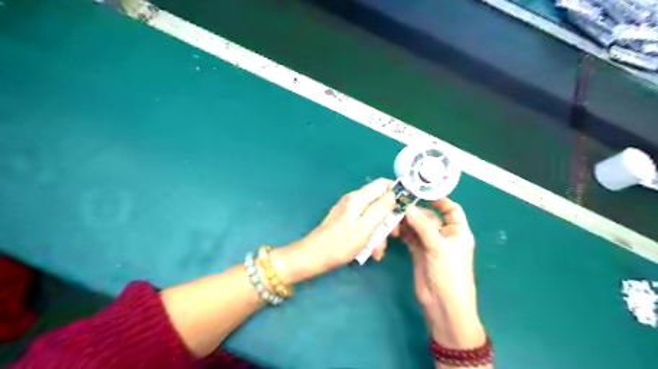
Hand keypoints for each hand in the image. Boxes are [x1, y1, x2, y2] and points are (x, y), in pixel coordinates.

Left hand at [274, 180, 392, 283]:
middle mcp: (353, 199)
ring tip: (377, 251)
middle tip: (393, 236)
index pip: (382, 184)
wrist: (314, 256)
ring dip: (379, 232)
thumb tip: (393, 194)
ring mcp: (348, 209)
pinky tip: (369, 250)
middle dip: (388, 219)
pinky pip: (363, 222)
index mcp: (358, 198)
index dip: (396, 193)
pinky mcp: (345, 219)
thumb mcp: (365, 228)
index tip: (405, 209)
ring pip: (373, 215)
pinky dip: (369, 234)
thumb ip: (380, 209)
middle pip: (379, 201)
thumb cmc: (340, 244)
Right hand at [392, 197, 483, 347]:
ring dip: (406, 223)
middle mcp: (444, 234)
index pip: (451, 209)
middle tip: (398, 208)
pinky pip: (409, 236)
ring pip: (417, 226)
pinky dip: (402, 232)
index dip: (439, 200)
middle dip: (415, 212)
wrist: (442, 304)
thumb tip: (408, 207)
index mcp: (457, 231)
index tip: (421, 193)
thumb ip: (423, 226)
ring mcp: (430, 243)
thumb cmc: (449, 273)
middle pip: (429, 217)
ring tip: (393, 221)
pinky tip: (393, 230)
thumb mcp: (438, 247)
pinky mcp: (418, 251)